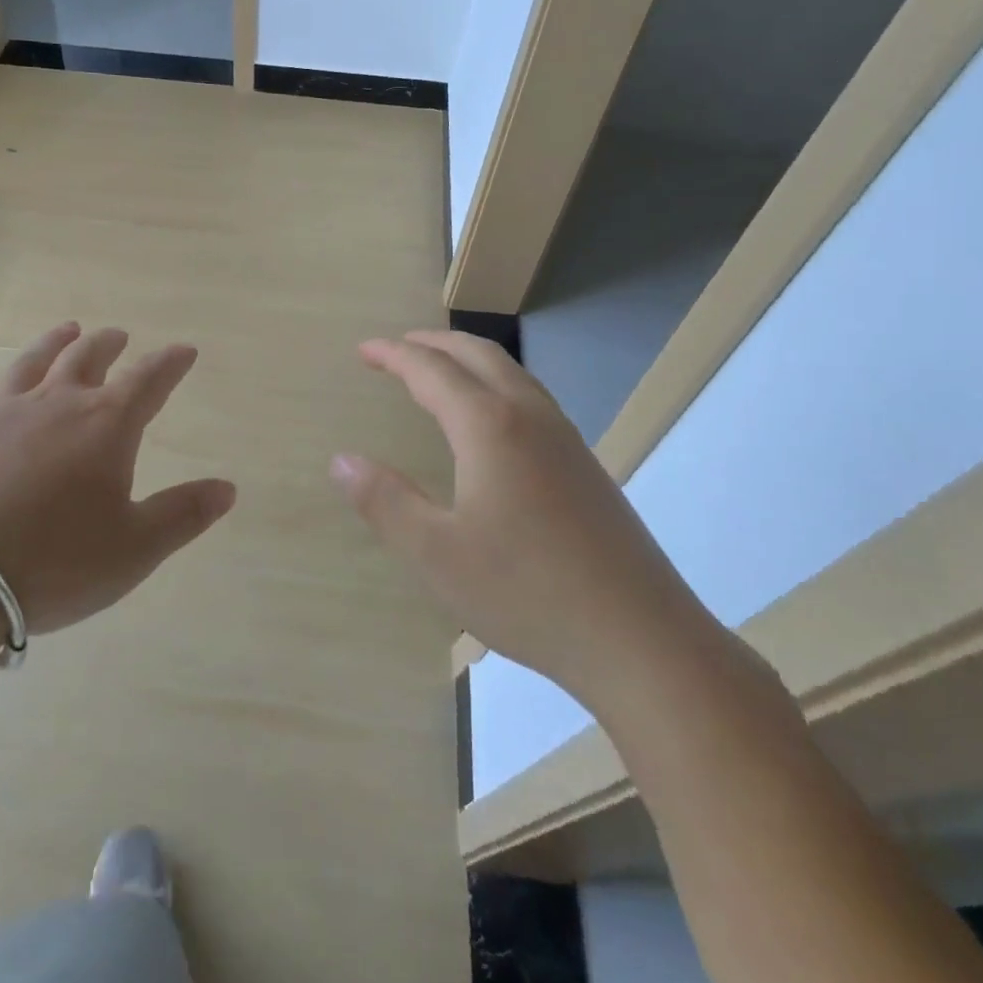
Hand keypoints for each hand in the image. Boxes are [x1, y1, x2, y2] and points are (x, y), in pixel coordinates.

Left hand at [0, 322, 236, 636]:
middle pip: (88, 358)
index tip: (185, 350)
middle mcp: (56, 405)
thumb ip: (183, 514)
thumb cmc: (55, 561)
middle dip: (109, 344)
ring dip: (54, 343)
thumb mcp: (135, 548)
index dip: (171, 363)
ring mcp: (1, 415)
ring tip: (68, 330)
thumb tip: (227, 487)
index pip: (149, 380)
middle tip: (119, 336)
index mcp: (106, 425)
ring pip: (33, 364)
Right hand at [330, 330, 718, 712]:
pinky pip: (531, 397)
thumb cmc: (526, 592)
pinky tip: (493, 419)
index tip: (364, 350)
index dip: (394, 355)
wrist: (641, 639)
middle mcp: (530, 417)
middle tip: (397, 346)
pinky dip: (496, 383)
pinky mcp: (586, 467)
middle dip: (433, 343)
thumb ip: (384, 501)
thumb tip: (341, 461)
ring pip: (512, 373)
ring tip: (440, 369)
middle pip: (478, 355)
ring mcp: (566, 440)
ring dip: (468, 359)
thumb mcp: (435, 553)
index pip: (432, 371)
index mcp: (490, 426)